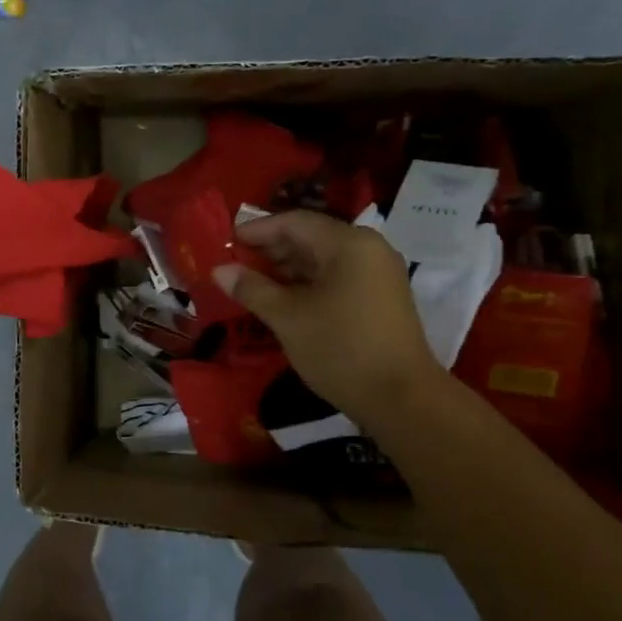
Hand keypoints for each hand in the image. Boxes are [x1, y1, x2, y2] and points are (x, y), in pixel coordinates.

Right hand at [214, 210, 440, 424]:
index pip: (294, 222)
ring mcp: (378, 274)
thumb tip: (220, 270)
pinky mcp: (380, 298)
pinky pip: (337, 277)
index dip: (257, 230)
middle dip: (270, 249)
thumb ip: (252, 288)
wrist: (401, 398)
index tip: (226, 242)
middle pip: (311, 237)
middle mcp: (368, 248)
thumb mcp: (287, 317)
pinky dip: (307, 283)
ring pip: (323, 259)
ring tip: (252, 283)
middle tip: (234, 264)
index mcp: (348, 243)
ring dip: (287, 268)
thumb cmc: (340, 349)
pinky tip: (282, 299)